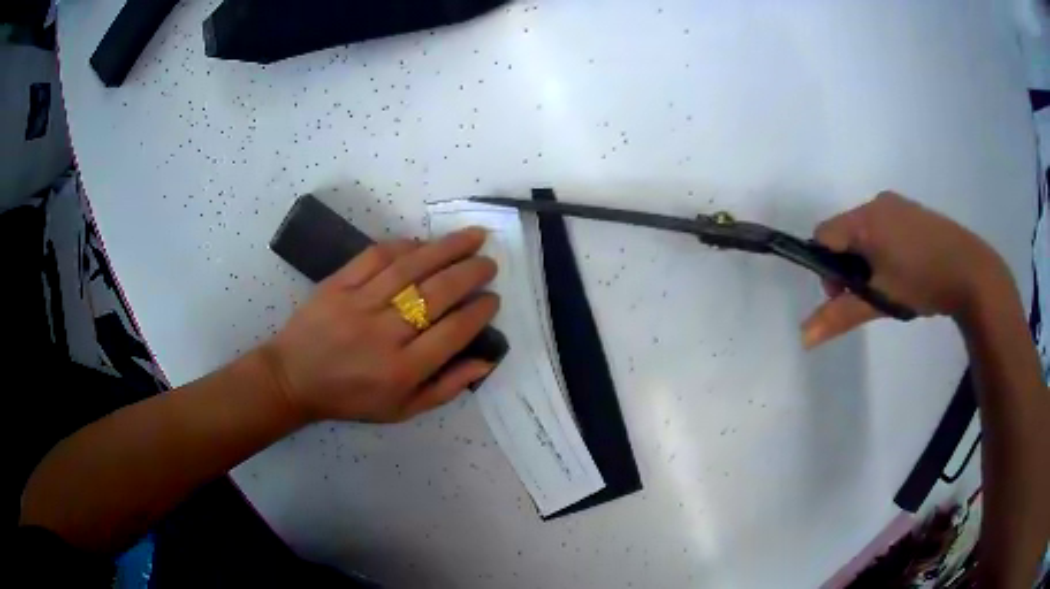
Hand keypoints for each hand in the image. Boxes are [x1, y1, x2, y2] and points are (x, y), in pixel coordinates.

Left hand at [257, 227, 499, 422]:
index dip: (479, 311)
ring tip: (473, 236)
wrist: (294, 379)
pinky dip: (404, 245)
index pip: (453, 332)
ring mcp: (358, 304)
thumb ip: (447, 387)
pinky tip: (424, 242)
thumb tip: (487, 360)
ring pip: (410, 268)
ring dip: (446, 248)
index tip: (493, 298)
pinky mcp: (338, 284)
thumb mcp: (403, 410)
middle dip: (470, 273)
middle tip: (490, 262)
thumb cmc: (352, 399)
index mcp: (402, 370)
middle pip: (437, 294)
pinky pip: (376, 256)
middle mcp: (384, 334)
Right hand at [801, 191, 1011, 347]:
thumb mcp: (880, 300)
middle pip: (844, 233)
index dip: (826, 266)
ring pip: (866, 231)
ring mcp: (897, 205)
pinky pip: (885, 227)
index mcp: (865, 219)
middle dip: (849, 265)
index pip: (823, 234)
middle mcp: (877, 203)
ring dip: (867, 258)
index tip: (846, 293)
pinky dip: (884, 249)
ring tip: (891, 284)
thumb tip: (803, 338)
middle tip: (871, 293)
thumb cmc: (922, 282)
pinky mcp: (913, 211)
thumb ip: (841, 315)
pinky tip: (906, 269)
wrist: (971, 271)